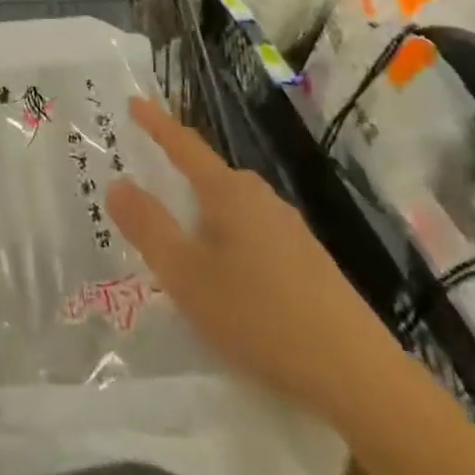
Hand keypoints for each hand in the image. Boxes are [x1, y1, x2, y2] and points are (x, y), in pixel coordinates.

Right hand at [106, 96, 386, 420]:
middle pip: (208, 177)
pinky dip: (227, 243)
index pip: (184, 145)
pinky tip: (227, 281)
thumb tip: (117, 182)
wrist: (358, 374)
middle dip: (176, 180)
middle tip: (144, 193)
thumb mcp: (188, 277)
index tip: (134, 101)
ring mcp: (288, 228)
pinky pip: (252, 235)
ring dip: (202, 219)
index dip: (156, 123)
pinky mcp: (307, 261)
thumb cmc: (261, 316)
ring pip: (231, 210)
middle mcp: (260, 197)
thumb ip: (149, 228)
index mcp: (229, 191)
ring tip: (180, 245)